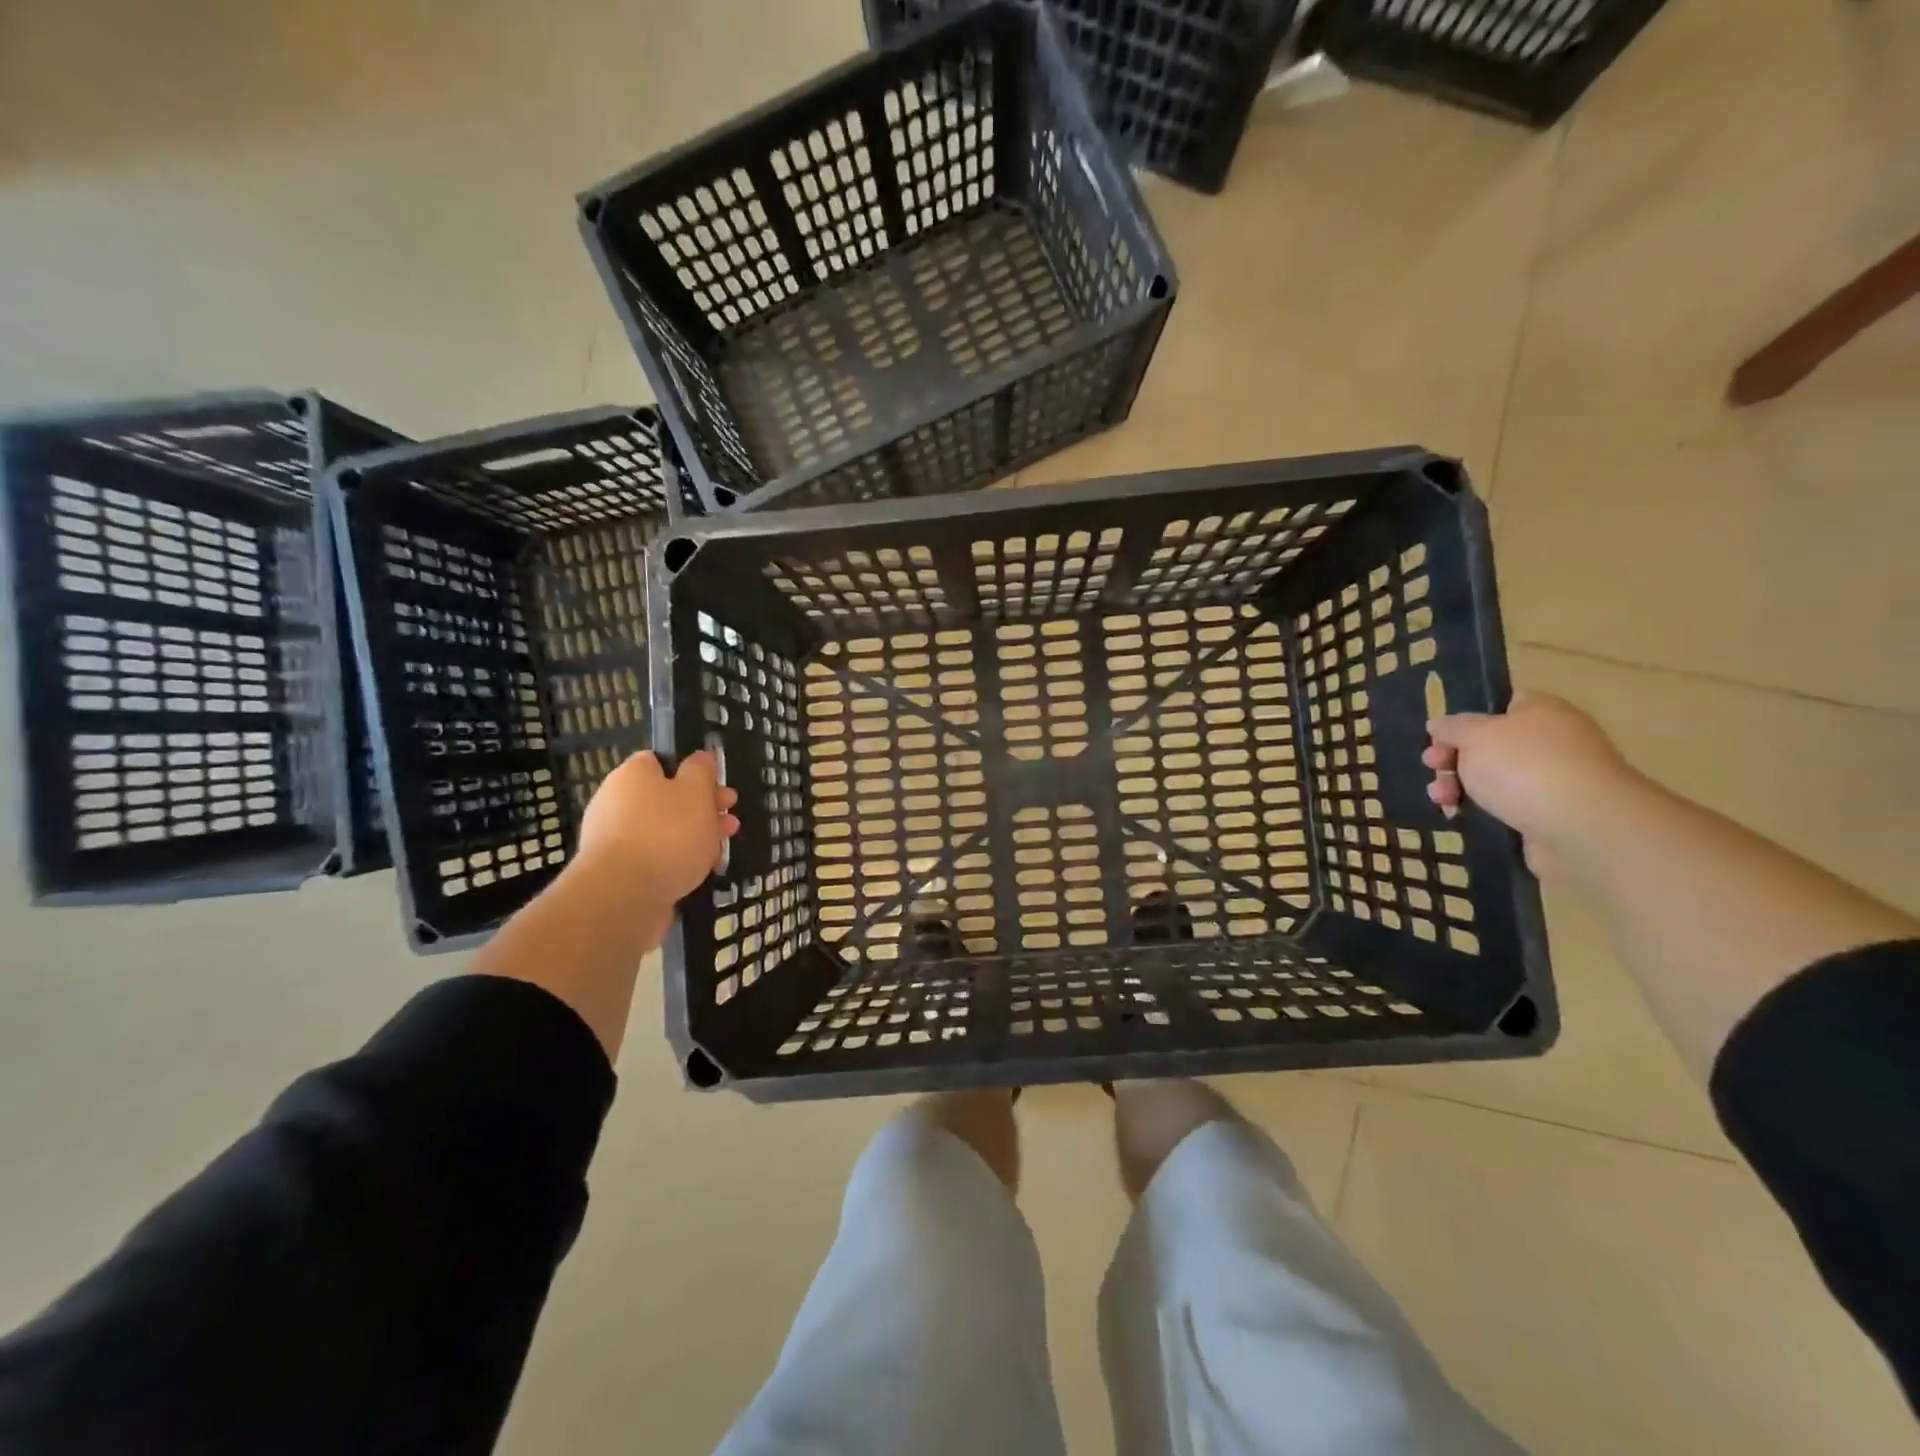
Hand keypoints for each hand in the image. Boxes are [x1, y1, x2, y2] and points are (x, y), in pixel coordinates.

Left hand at [575, 750, 738, 902]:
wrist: (623, 897)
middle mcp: (616, 802)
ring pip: (663, 830)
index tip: (718, 786)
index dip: (693, 772)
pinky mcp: (618, 871)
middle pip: (666, 798)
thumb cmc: (666, 834)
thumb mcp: (696, 792)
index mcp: (632, 775)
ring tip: (722, 848)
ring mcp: (614, 839)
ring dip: (695, 835)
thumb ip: (702, 771)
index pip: (661, 761)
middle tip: (730, 818)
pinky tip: (700, 871)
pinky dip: (677, 860)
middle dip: (702, 807)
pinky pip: (654, 857)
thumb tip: (701, 757)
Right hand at [1424, 693, 1638, 875]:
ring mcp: (1553, 779)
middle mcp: (1551, 740)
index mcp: (1541, 711)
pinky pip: (1505, 805)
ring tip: (1441, 799)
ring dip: (1459, 785)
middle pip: (1490, 743)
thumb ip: (1452, 727)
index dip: (1465, 717)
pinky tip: (1458, 816)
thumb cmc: (1524, 766)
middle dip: (1454, 757)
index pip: (1501, 704)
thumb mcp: (1475, 735)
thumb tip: (1440, 724)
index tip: (1438, 735)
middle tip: (1432, 766)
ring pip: (1493, 777)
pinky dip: (1480, 810)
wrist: (1580, 826)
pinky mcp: (1549, 813)